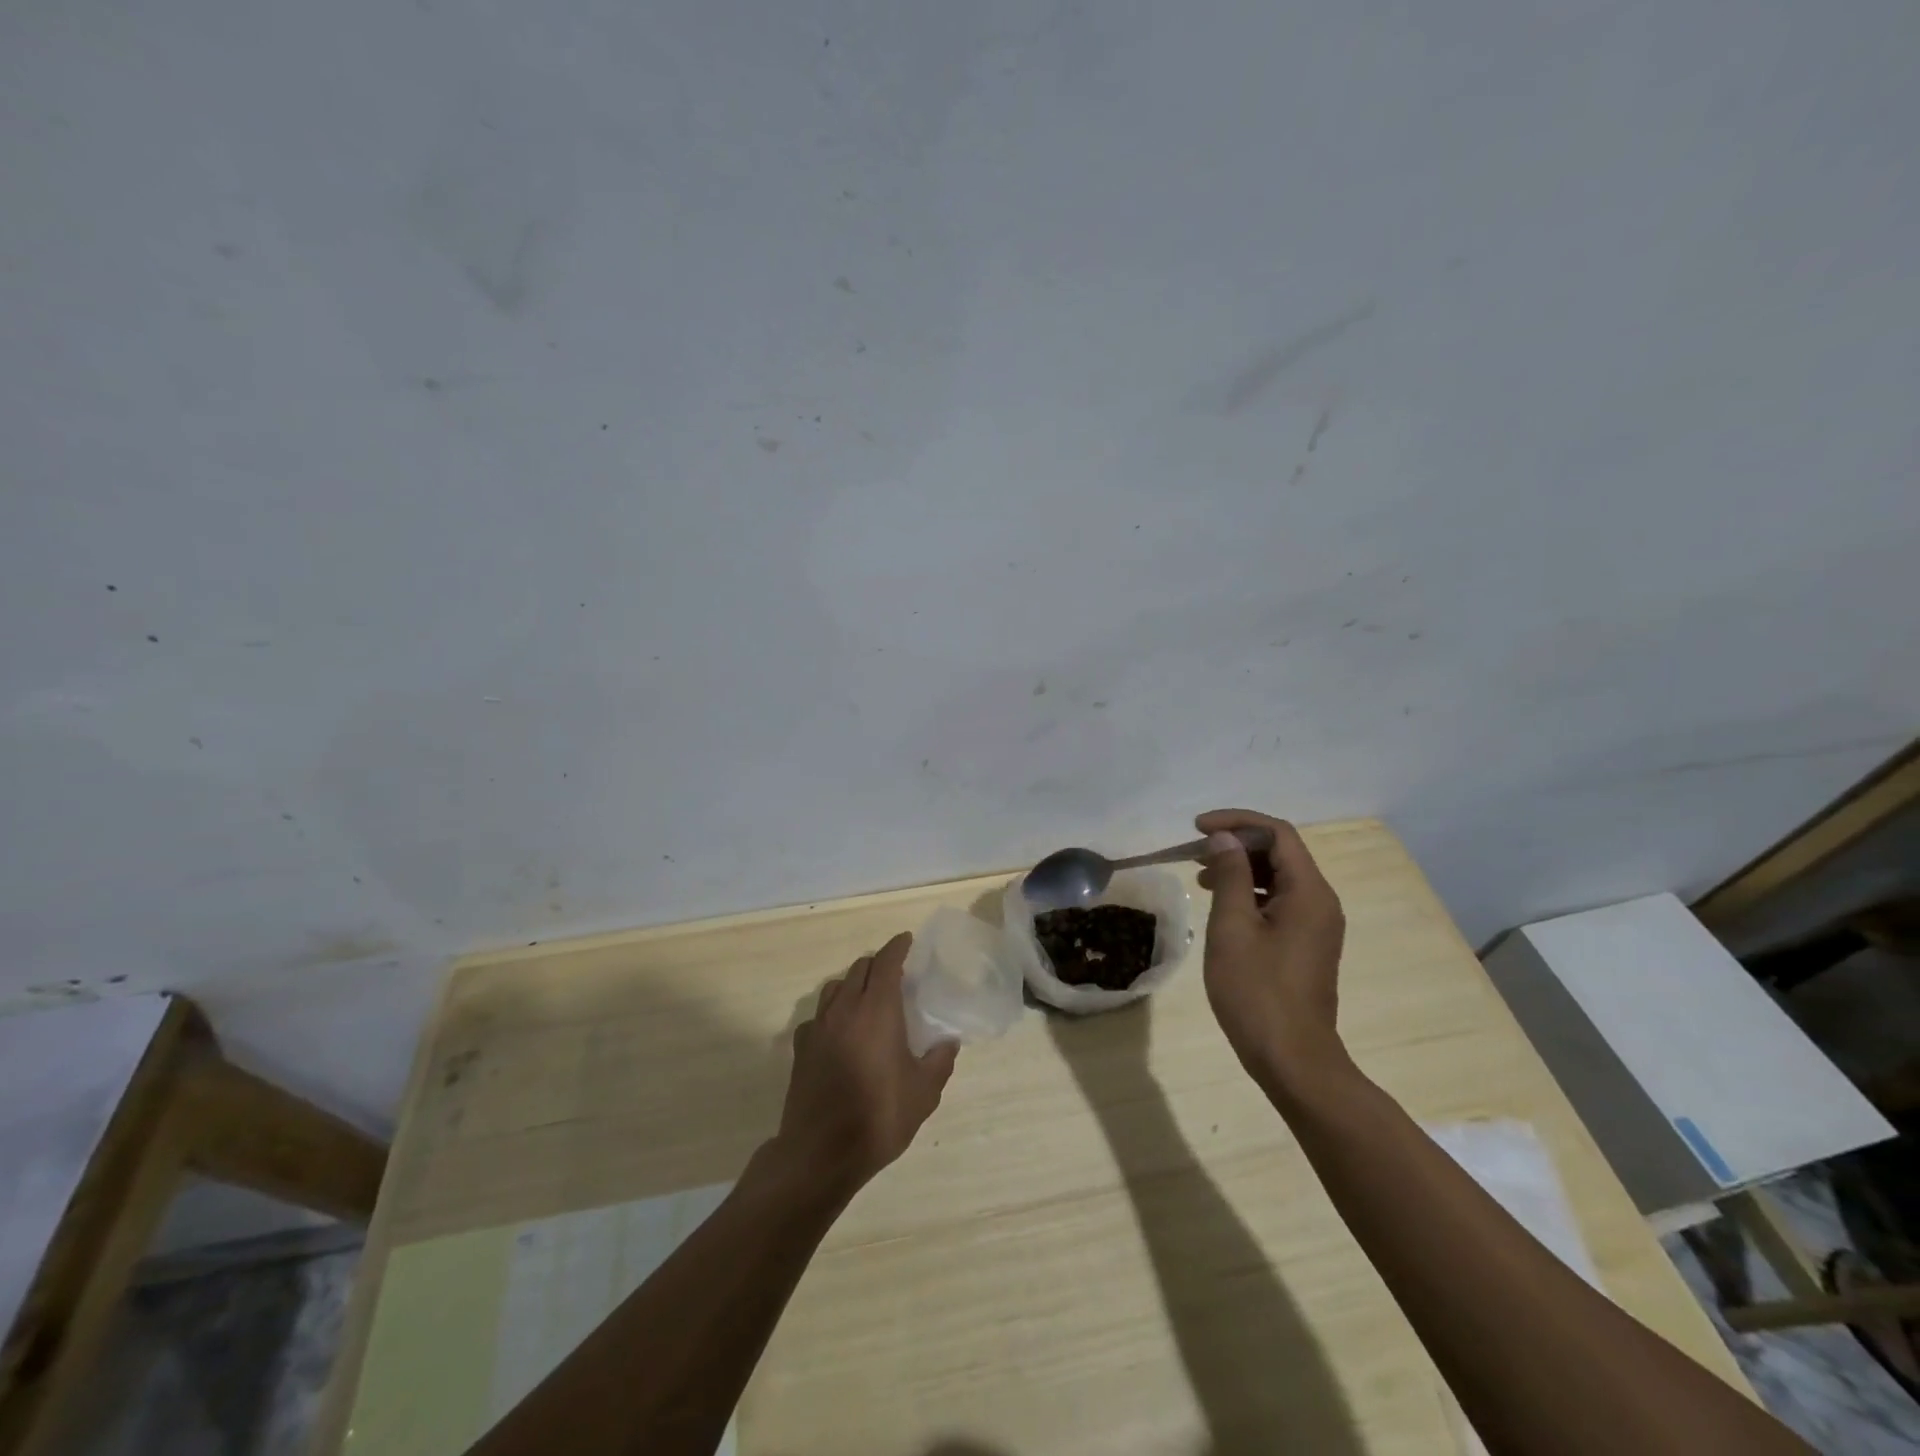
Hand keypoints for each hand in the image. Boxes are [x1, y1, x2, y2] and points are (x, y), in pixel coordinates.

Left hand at [773, 932, 958, 1197]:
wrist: (821, 1153)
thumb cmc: (879, 1116)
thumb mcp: (923, 1093)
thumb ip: (939, 1061)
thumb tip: (948, 1042)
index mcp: (877, 1010)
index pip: (886, 962)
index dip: (897, 947)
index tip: (907, 940)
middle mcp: (845, 1008)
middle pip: (859, 969)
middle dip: (877, 964)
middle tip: (894, 973)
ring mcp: (819, 1027)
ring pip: (835, 987)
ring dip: (852, 984)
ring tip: (867, 998)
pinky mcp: (801, 1048)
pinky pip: (818, 1016)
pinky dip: (832, 1012)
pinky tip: (840, 1033)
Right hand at [1195, 809, 1348, 1093]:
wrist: (1293, 1060)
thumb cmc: (1257, 992)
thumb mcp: (1233, 927)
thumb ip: (1229, 876)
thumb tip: (1224, 838)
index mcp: (1309, 892)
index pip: (1277, 834)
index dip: (1237, 822)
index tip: (1197, 828)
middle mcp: (1320, 902)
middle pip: (1281, 852)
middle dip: (1237, 843)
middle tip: (1195, 851)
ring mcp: (1316, 925)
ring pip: (1279, 877)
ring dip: (1241, 867)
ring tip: (1200, 875)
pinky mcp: (1306, 944)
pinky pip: (1280, 901)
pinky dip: (1250, 892)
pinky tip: (1221, 904)